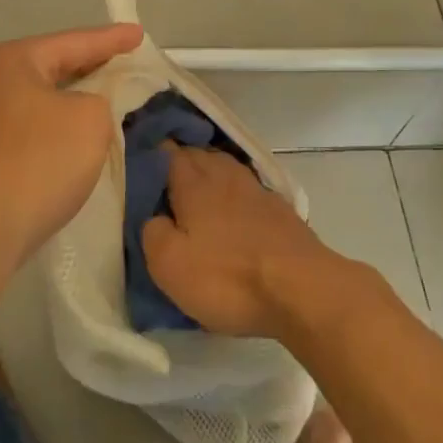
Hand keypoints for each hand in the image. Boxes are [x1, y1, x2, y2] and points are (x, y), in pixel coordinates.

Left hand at [0, 23, 142, 261]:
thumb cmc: (40, 160)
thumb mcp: (91, 118)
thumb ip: (100, 99)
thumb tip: (83, 108)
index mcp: (15, 60)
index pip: (74, 41)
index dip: (112, 39)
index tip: (140, 34)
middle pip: (53, 66)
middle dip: (91, 66)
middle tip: (126, 61)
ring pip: (43, 98)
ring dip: (75, 99)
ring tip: (109, 96)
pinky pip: (33, 126)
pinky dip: (59, 126)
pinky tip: (79, 136)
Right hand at [141, 145, 354, 337]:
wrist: (303, 289)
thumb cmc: (228, 277)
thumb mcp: (170, 264)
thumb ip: (152, 233)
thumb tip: (155, 218)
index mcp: (193, 184)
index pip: (168, 153)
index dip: (153, 154)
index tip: (140, 161)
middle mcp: (225, 176)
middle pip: (199, 155)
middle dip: (181, 161)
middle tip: (163, 178)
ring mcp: (257, 191)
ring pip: (226, 169)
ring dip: (210, 174)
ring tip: (197, 190)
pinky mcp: (281, 211)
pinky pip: (248, 191)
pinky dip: (235, 194)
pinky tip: (234, 208)